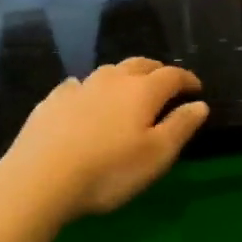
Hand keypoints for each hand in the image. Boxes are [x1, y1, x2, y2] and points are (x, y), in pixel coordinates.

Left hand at [0, 58, 208, 216]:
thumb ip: (181, 126)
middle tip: (166, 82)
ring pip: (108, 71)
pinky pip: (77, 85)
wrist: (41, 176)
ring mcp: (79, 87)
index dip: (187, 80)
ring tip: (128, 89)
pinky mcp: (52, 100)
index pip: (171, 75)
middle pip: (139, 65)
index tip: (196, 88)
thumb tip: (200, 103)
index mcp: (142, 91)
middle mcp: (112, 80)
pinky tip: (84, 97)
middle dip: (157, 70)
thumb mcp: (156, 155)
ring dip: (124, 76)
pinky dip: (89, 88)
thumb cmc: (109, 171)